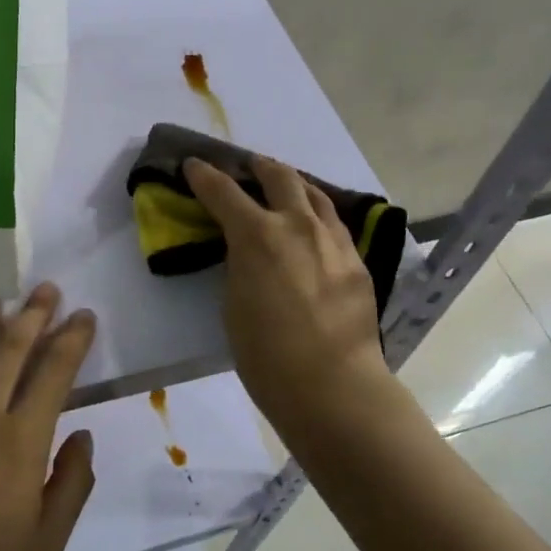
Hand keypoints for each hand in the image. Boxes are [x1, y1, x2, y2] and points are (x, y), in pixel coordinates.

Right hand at [184, 156, 394, 435]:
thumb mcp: (234, 304)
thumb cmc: (266, 355)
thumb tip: (249, 254)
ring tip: (287, 186)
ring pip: (315, 194)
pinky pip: (334, 224)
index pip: (223, 191)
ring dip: (295, 184)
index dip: (204, 175)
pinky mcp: (357, 260)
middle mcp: (298, 225)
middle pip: (279, 177)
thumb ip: (240, 266)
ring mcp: (334, 239)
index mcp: (257, 235)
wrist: (333, 385)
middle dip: (259, 166)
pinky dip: (317, 215)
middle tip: (249, 166)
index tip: (194, 165)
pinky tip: (315, 227)